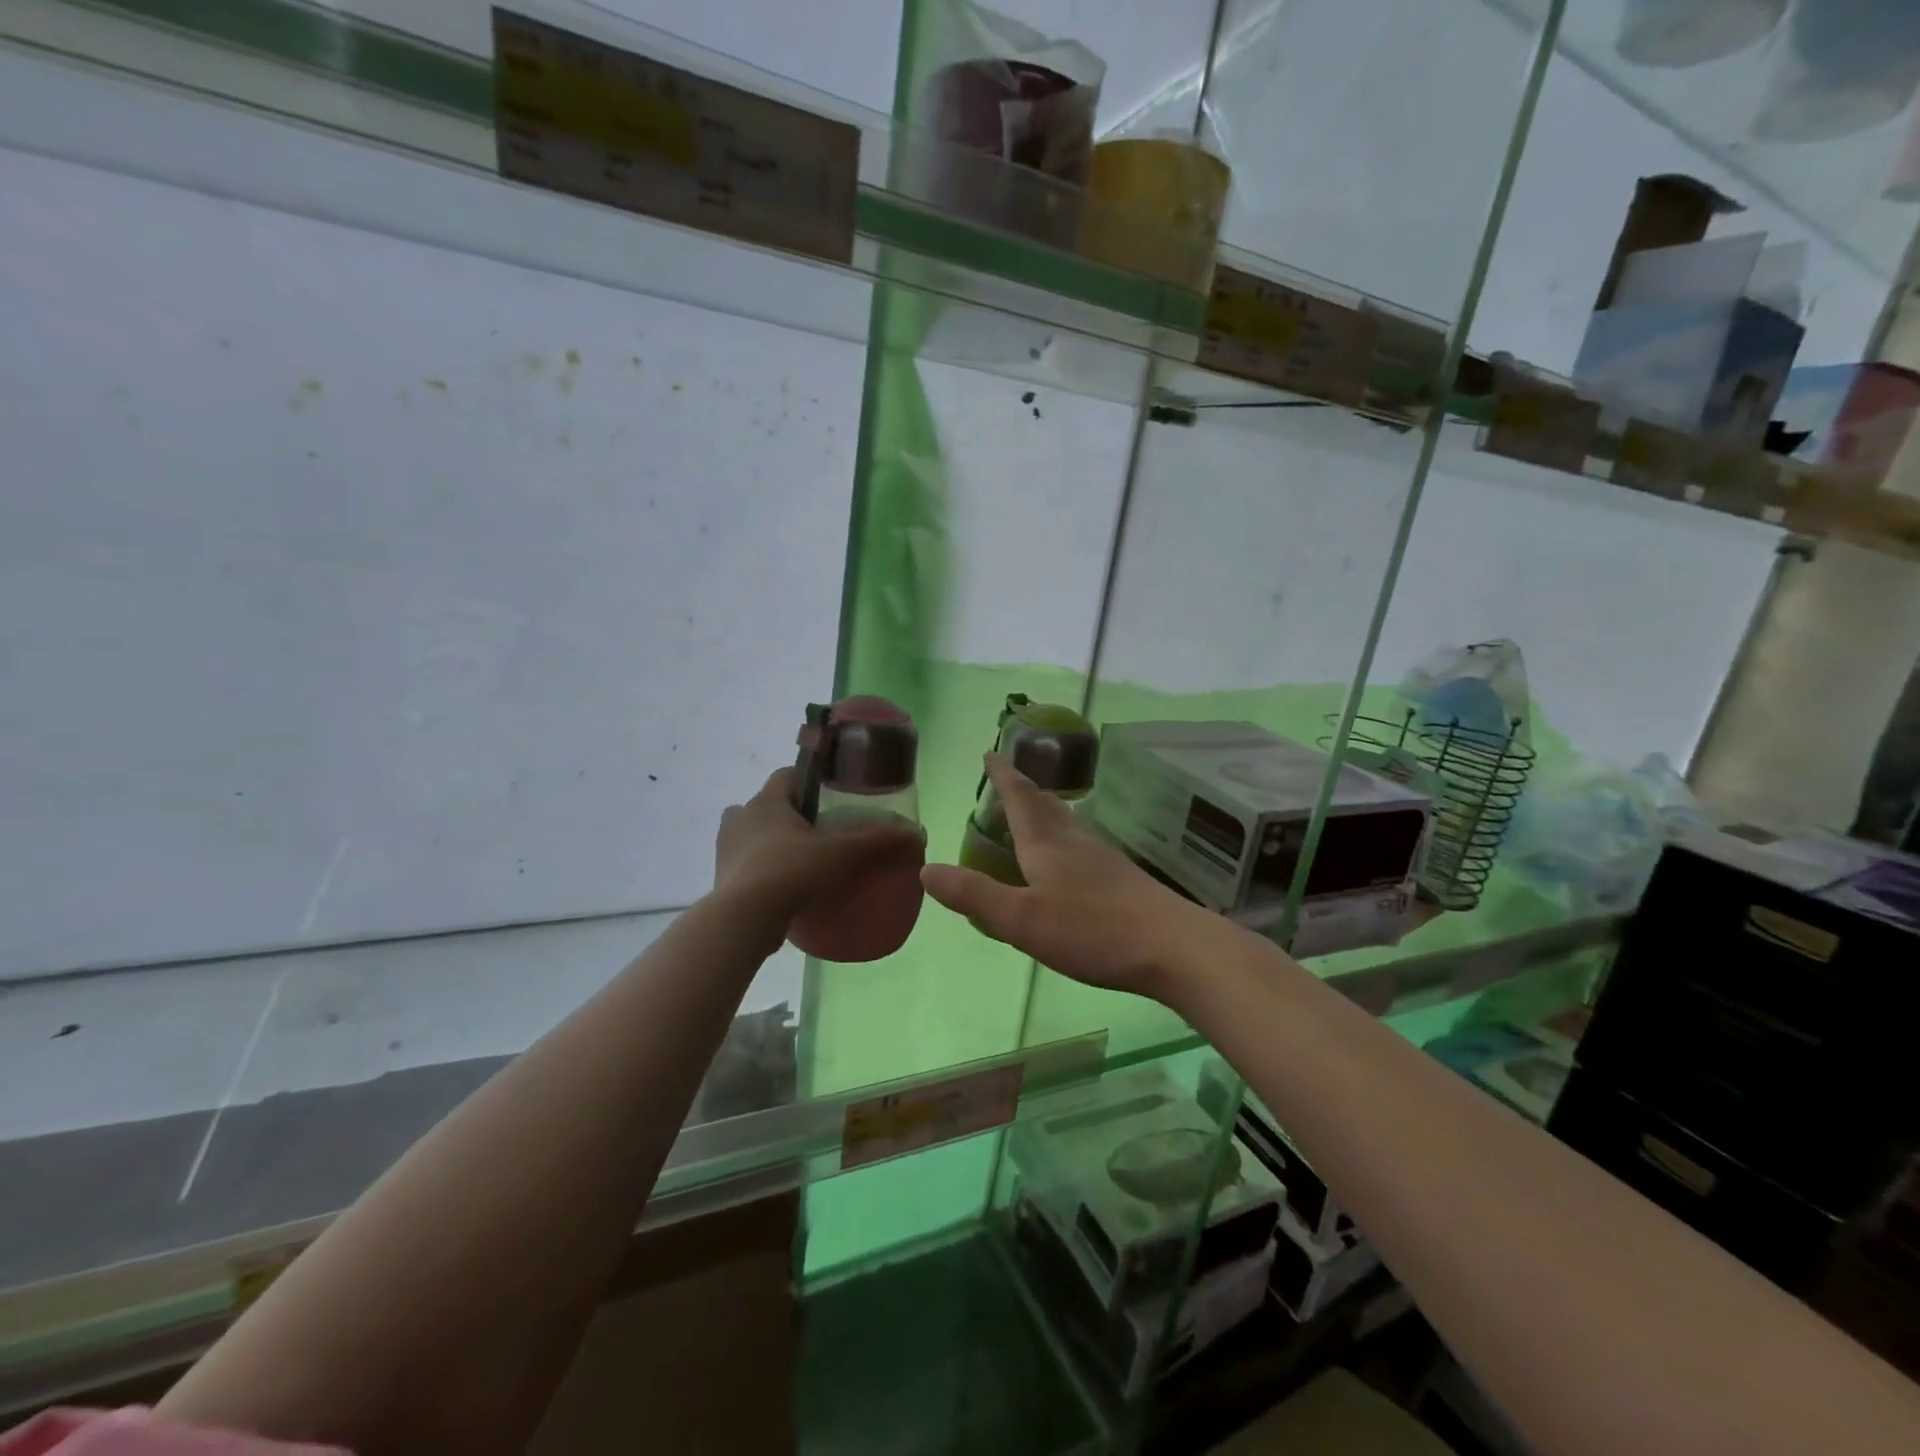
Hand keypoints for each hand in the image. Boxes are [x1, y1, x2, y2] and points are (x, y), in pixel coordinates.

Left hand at [714, 768, 924, 920]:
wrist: (744, 919)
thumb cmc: (792, 870)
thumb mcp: (843, 853)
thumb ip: (879, 840)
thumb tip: (917, 833)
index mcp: (766, 801)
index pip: (787, 775)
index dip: (810, 782)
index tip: (832, 796)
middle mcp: (740, 819)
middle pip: (768, 806)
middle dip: (792, 815)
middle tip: (821, 833)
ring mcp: (726, 851)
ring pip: (752, 837)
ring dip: (773, 843)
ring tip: (804, 862)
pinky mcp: (722, 881)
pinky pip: (747, 867)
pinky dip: (764, 872)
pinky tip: (788, 889)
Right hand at [921, 754, 1220, 999]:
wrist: (1173, 947)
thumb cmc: (1092, 930)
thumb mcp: (1021, 920)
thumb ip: (974, 895)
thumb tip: (926, 869)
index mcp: (1046, 845)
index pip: (1019, 798)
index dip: (1002, 776)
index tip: (990, 753)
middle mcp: (1075, 841)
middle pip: (1046, 805)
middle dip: (1023, 790)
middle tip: (1006, 781)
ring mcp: (1103, 858)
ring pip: (1068, 823)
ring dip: (1046, 811)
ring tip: (1033, 813)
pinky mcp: (1122, 878)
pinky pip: (1083, 844)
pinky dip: (1065, 838)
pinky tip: (1072, 857)